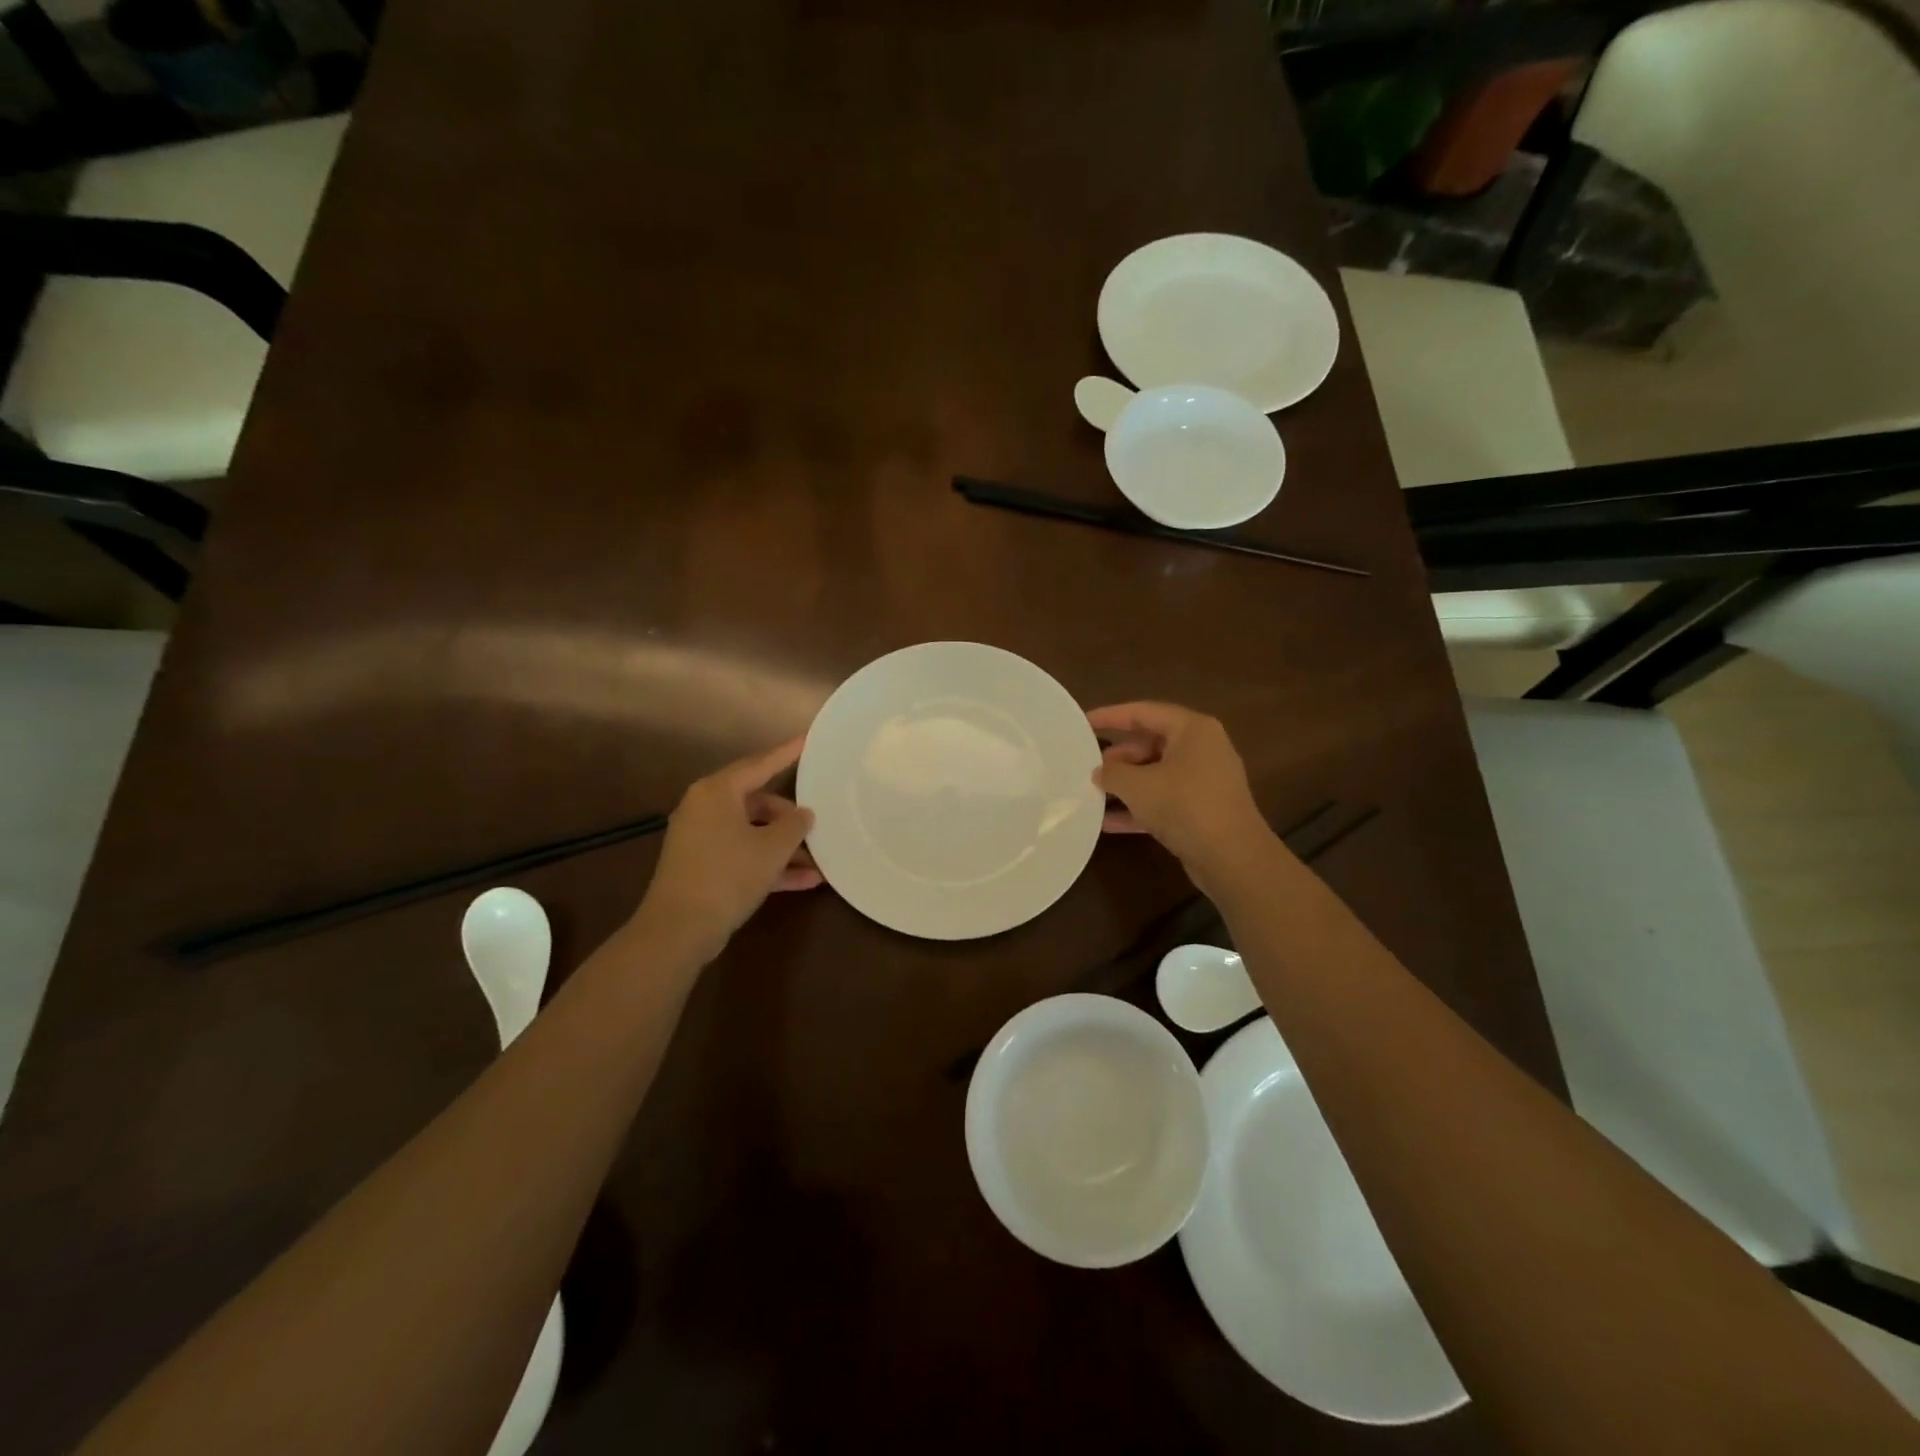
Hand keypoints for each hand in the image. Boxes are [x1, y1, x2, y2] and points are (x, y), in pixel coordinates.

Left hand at [635, 737, 822, 963]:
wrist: (679, 929)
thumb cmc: (728, 875)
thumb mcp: (772, 848)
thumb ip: (794, 825)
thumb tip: (804, 814)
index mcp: (717, 792)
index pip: (759, 764)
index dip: (786, 754)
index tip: (807, 741)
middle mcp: (705, 809)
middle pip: (756, 802)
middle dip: (789, 816)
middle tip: (816, 823)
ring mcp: (701, 839)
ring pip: (752, 832)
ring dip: (784, 847)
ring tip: (818, 860)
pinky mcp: (702, 867)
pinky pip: (743, 856)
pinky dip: (769, 865)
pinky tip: (805, 881)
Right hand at [1088, 702, 1273, 887]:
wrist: (1232, 858)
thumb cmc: (1184, 806)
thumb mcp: (1138, 785)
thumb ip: (1112, 773)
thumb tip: (1100, 771)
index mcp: (1192, 729)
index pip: (1143, 712)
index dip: (1110, 716)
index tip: (1083, 722)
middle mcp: (1202, 749)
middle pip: (1150, 743)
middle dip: (1118, 757)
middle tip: (1088, 766)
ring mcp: (1204, 781)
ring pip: (1156, 774)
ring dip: (1126, 784)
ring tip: (1092, 792)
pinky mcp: (1202, 810)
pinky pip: (1164, 800)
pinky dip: (1139, 807)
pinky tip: (1107, 823)